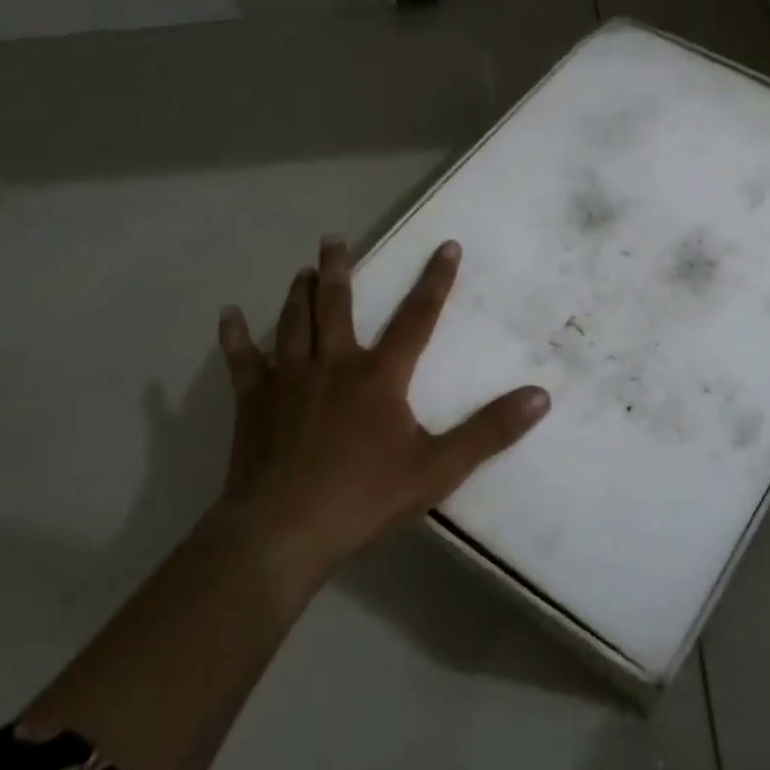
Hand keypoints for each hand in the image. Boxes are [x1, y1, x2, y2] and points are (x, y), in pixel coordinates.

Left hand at [214, 236, 549, 580]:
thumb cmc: (364, 496)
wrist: (283, 530)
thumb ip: (490, 430)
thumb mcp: (438, 467)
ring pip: (294, 322)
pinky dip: (235, 336)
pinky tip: (229, 316)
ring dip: (299, 292)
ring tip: (302, 270)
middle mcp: (333, 364)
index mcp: (379, 375)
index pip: (416, 317)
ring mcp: (288, 379)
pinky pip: (242, 360)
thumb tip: (541, 396)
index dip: (435, 281)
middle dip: (339, 269)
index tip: (446, 246)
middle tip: (333, 239)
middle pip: (337, 305)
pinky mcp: (253, 401)